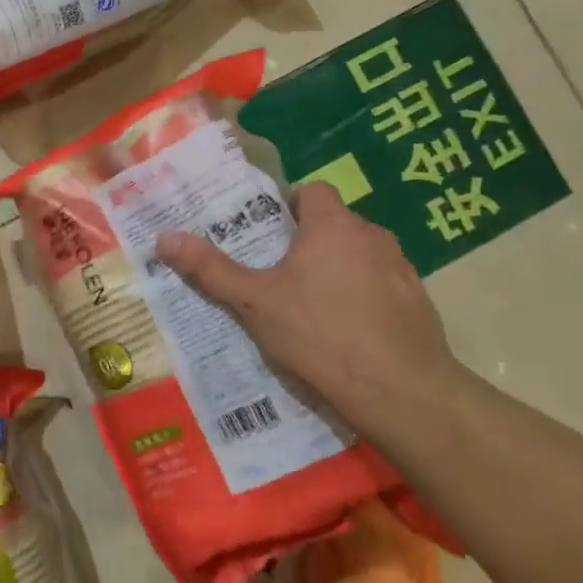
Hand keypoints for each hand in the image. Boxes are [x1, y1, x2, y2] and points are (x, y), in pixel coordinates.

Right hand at [155, 182, 458, 433]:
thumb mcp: (255, 303)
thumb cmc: (320, 334)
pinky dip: (365, 296)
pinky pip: (383, 285)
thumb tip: (164, 237)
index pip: (312, 192)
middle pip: (335, 224)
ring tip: (312, 306)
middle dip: (309, 242)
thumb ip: (211, 269)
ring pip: (360, 255)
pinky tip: (349, 331)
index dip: (289, 206)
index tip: (268, 234)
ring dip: (339, 269)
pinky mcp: (419, 301)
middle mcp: (371, 236)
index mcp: (331, 226)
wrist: (401, 391)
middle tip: (278, 274)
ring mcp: (401, 268)